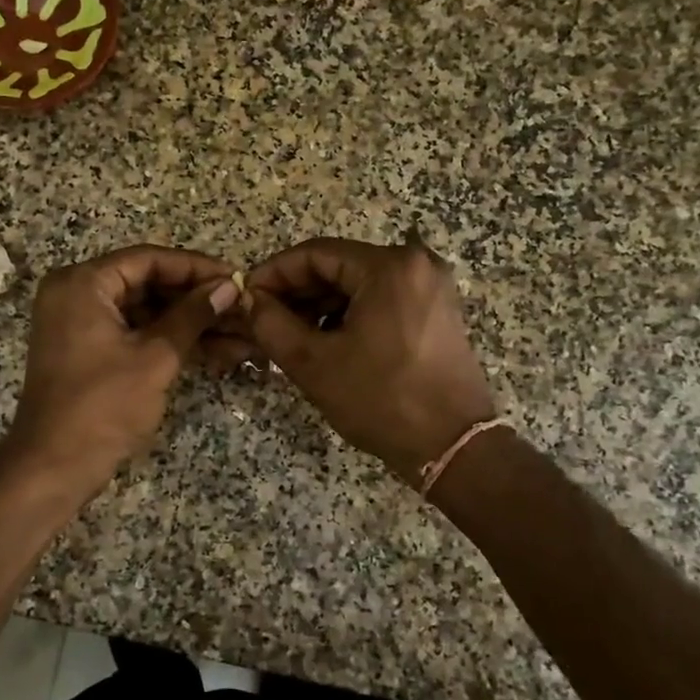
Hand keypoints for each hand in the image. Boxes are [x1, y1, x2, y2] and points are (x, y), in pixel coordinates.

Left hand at [5, 245, 240, 493]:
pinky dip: (169, 341)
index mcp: (83, 283)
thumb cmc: (103, 406)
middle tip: (241, 308)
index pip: (148, 259)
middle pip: (147, 284)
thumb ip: (192, 315)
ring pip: (146, 312)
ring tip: (239, 336)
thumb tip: (229, 285)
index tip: (236, 277)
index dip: (196, 268)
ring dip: (190, 324)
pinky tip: (214, 352)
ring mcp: (81, 325)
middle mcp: (76, 294)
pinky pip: (135, 334)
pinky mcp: (89, 352)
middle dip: (197, 300)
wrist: (54, 467)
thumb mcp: (155, 356)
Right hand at [243, 236, 495, 484]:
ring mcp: (431, 288)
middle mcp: (416, 265)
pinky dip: (350, 314)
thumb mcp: (313, 363)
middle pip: (339, 265)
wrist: (453, 447)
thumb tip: (250, 300)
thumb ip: (271, 324)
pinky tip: (327, 342)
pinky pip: (382, 300)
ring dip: (321, 305)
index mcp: (388, 267)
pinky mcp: (437, 312)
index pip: (315, 253)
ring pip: (359, 284)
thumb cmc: (381, 400)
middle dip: (297, 291)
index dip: (274, 273)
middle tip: (263, 318)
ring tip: (290, 335)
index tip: (246, 296)